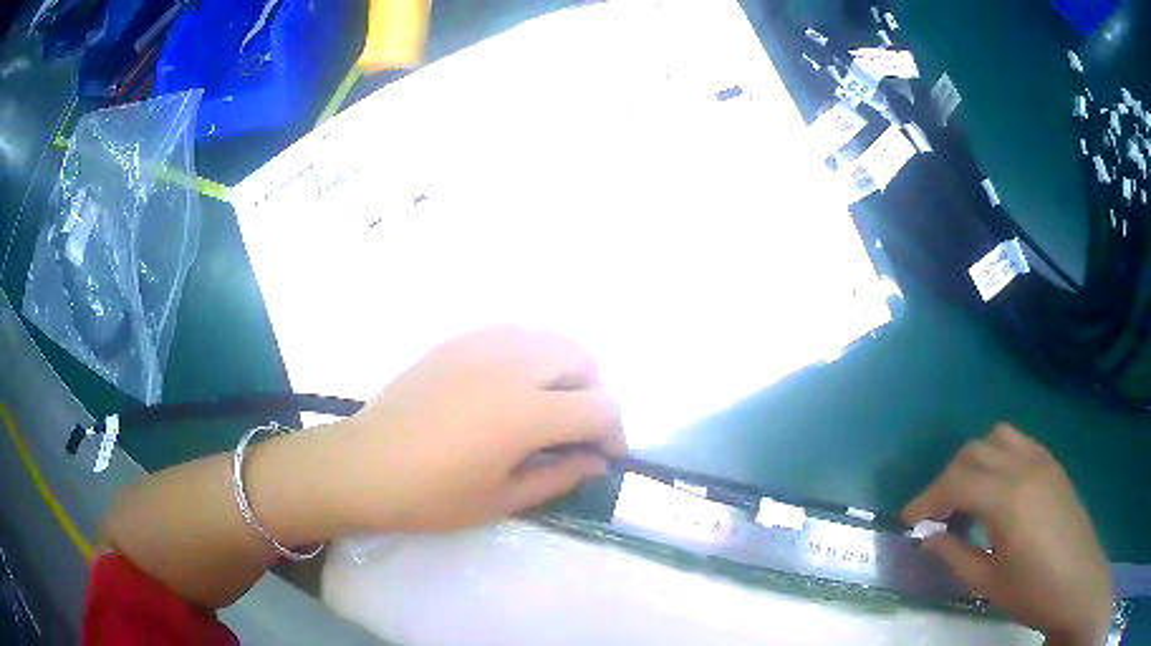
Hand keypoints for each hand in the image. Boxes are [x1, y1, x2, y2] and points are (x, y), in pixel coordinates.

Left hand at [324, 325, 625, 533]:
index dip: (614, 433)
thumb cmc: (431, 495)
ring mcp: (482, 346)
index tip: (605, 456)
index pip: (600, 407)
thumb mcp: (502, 499)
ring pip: (549, 338)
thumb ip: (559, 475)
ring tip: (545, 406)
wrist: (364, 466)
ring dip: (564, 370)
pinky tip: (508, 388)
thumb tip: (596, 461)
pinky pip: (514, 334)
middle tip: (574, 431)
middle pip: (582, 359)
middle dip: (593, 394)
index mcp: (526, 412)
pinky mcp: (457, 341)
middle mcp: (512, 366)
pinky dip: (530, 356)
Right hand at [902, 424, 1112, 644]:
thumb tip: (929, 537)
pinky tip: (999, 487)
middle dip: (947, 478)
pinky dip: (999, 455)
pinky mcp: (1054, 465)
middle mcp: (1023, 466)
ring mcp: (1042, 460)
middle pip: (974, 451)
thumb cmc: (1032, 590)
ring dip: (975, 459)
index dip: (926, 498)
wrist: (1076, 582)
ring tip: (967, 494)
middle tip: (936, 513)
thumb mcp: (988, 581)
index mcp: (1007, 497)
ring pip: (998, 437)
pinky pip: (1020, 442)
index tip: (908, 520)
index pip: (956, 481)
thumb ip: (955, 554)